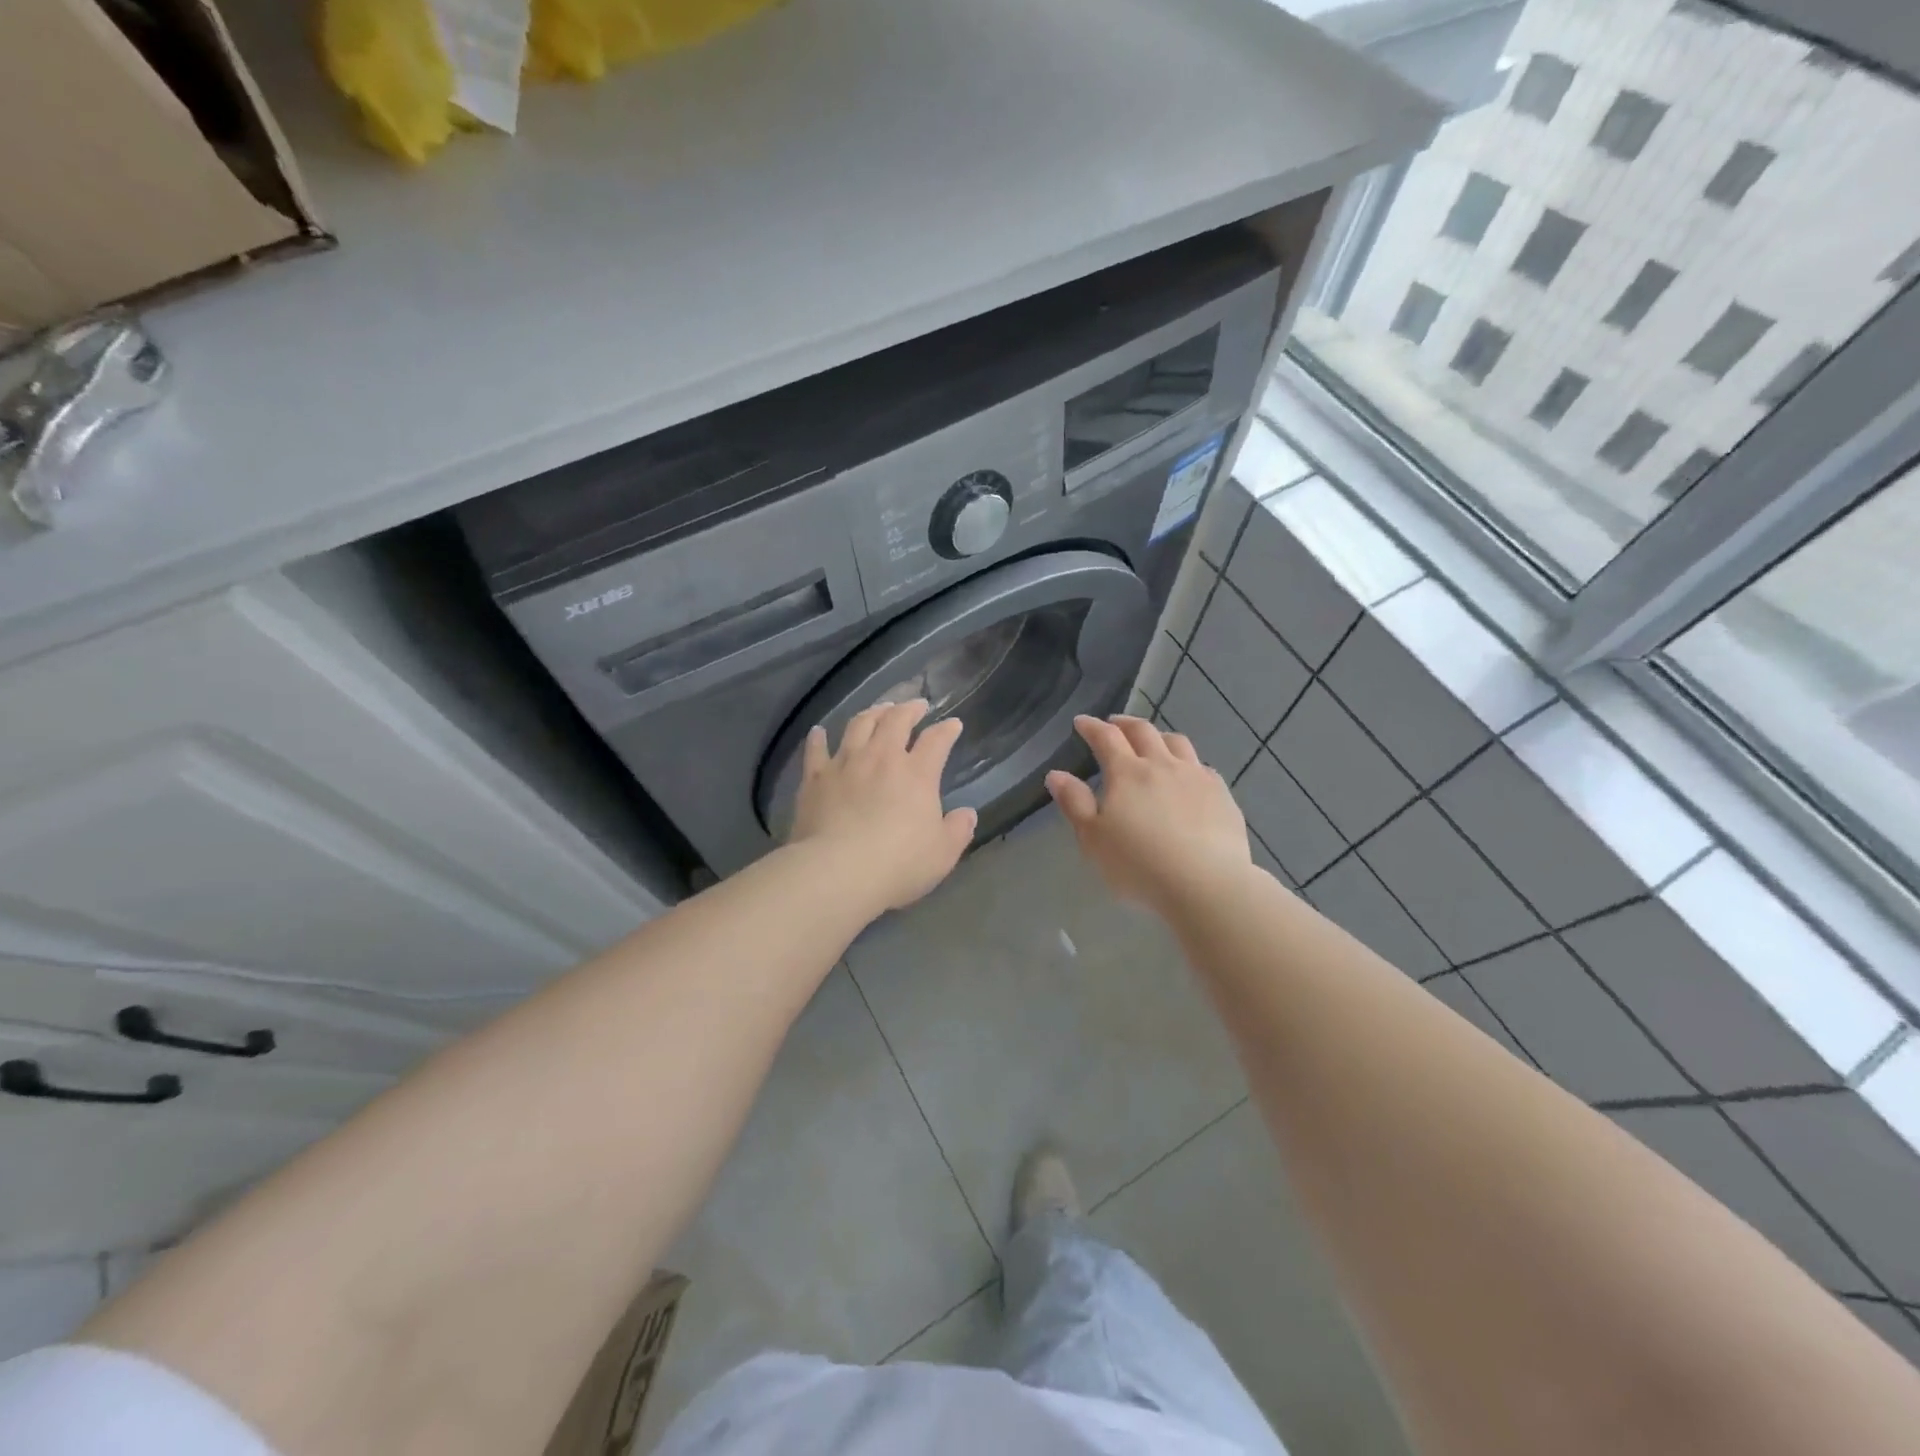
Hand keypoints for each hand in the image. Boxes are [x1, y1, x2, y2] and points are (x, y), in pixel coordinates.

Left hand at [788, 699, 977, 911]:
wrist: (837, 871)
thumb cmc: (898, 864)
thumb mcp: (942, 853)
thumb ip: (958, 830)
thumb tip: (967, 814)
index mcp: (917, 774)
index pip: (937, 741)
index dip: (947, 730)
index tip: (953, 724)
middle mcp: (881, 758)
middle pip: (896, 721)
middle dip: (909, 709)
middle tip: (916, 705)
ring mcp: (845, 764)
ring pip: (859, 725)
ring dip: (872, 713)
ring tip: (879, 709)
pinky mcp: (815, 778)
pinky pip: (816, 750)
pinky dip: (819, 738)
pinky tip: (819, 732)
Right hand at [1045, 715, 1251, 910]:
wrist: (1206, 885)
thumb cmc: (1139, 865)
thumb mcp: (1093, 839)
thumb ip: (1075, 803)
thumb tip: (1056, 774)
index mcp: (1127, 773)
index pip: (1106, 737)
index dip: (1092, 727)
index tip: (1081, 722)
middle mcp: (1163, 765)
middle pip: (1143, 732)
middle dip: (1125, 724)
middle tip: (1114, 724)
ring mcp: (1196, 777)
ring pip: (1177, 743)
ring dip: (1159, 737)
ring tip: (1152, 743)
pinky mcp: (1222, 795)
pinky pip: (1202, 767)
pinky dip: (1188, 763)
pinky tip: (1188, 776)